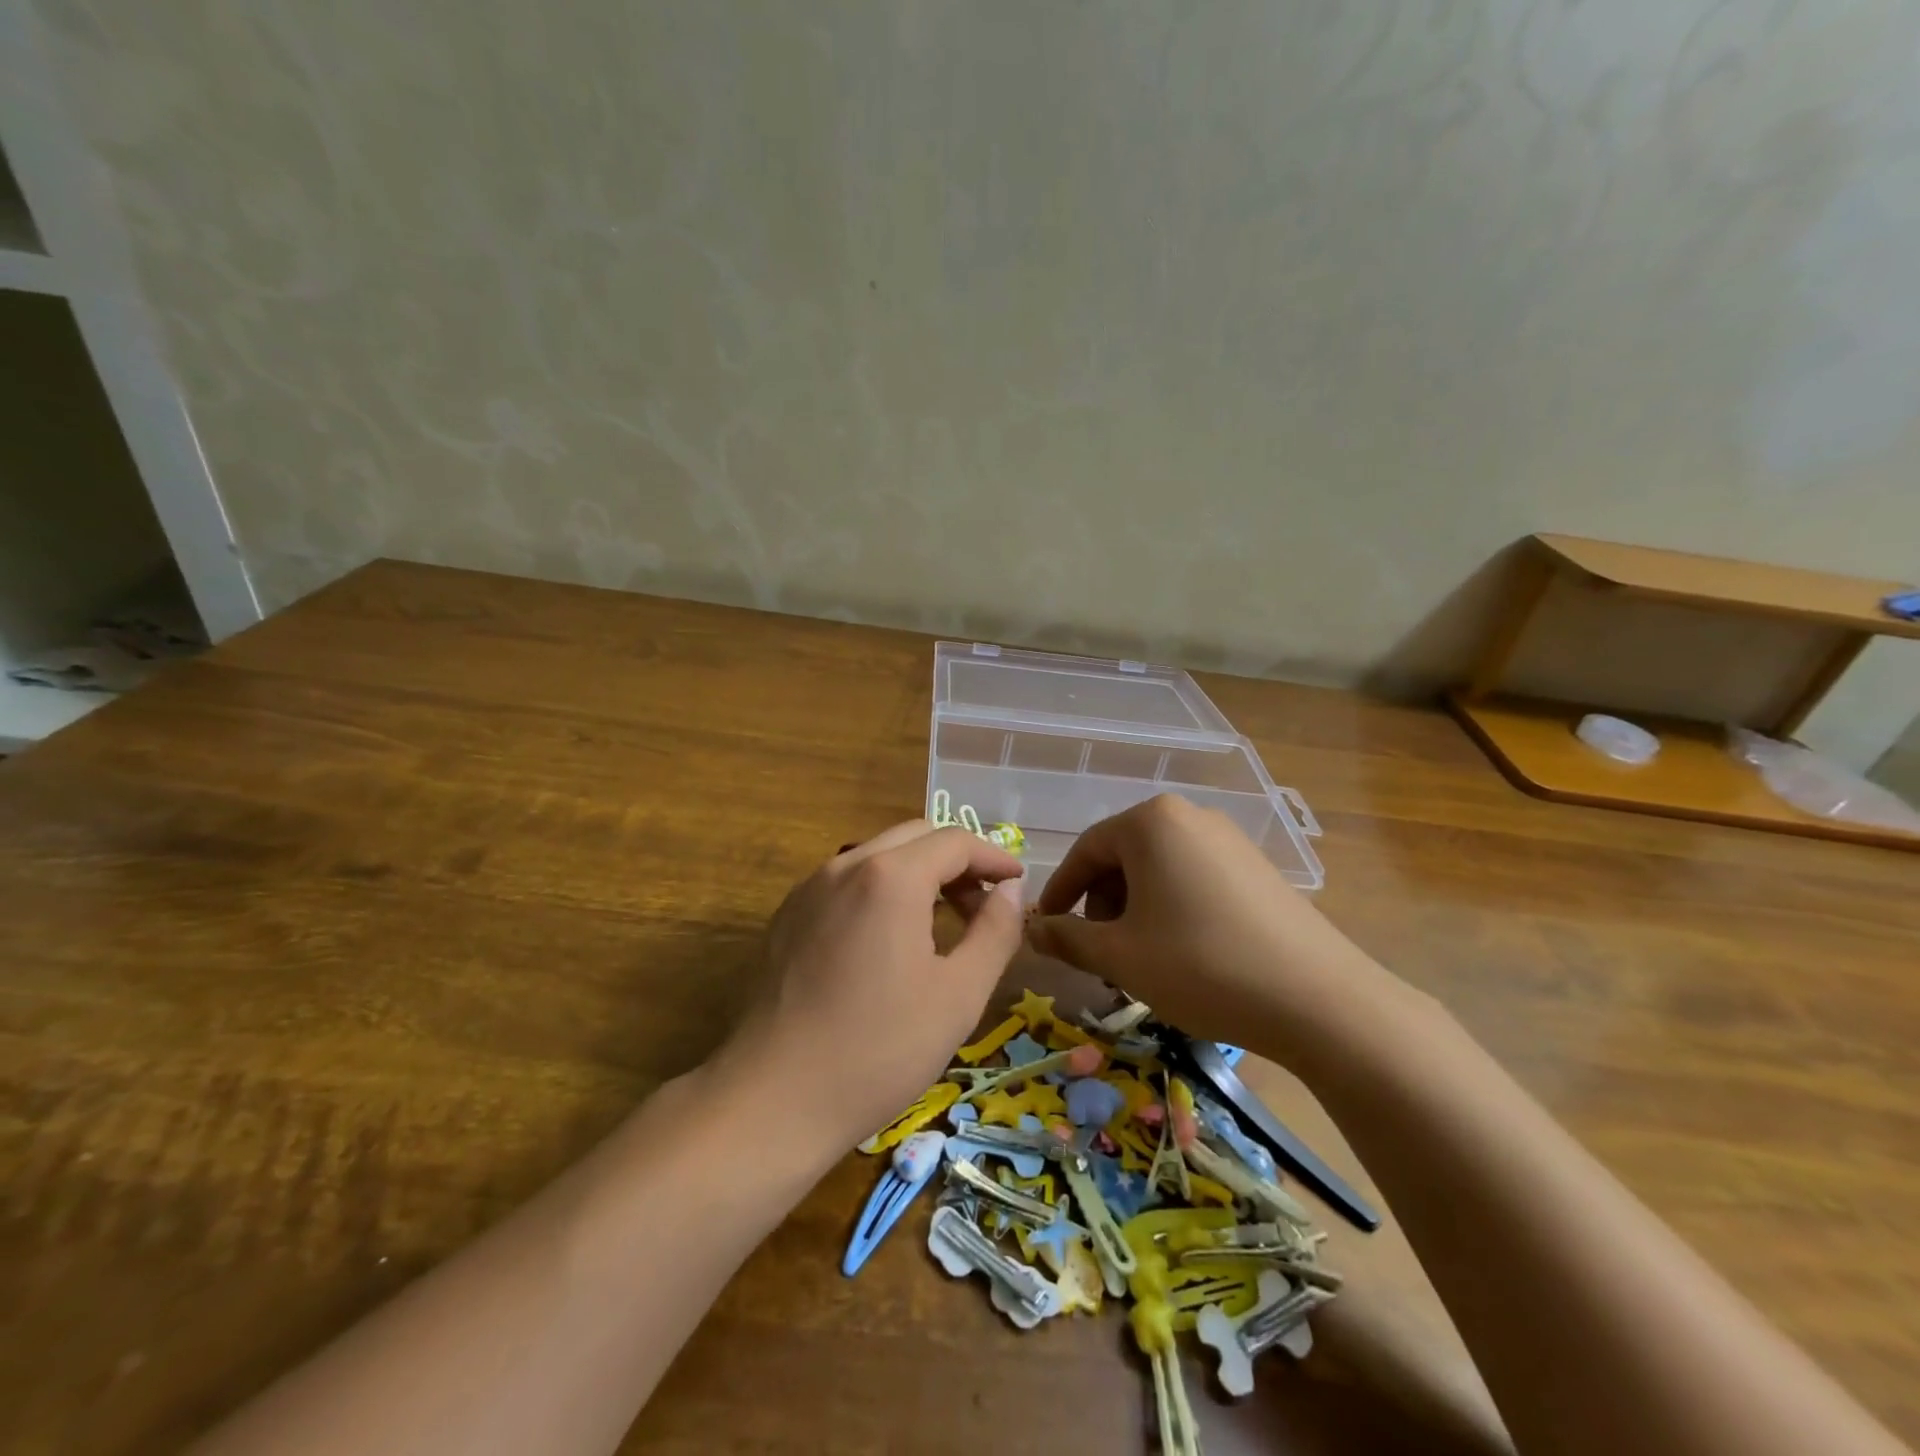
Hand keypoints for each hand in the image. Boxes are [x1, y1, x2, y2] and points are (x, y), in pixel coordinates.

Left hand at [721, 820, 1026, 1152]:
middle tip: (983, 904)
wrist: (773, 1098)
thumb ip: (995, 932)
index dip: (994, 857)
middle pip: (915, 837)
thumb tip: (1011, 891)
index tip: (1017, 884)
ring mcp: (810, 888)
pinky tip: (889, 939)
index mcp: (891, 876)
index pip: (955, 841)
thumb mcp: (959, 995)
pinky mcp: (788, 915)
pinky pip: (846, 881)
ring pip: (878, 855)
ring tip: (943, 922)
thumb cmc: (879, 1049)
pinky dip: (881, 889)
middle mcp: (846, 865)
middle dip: (957, 860)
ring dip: (919, 873)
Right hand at [1024, 795, 1408, 1066]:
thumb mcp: (1120, 956)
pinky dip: (1172, 907)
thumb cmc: (1200, 965)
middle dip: (1101, 903)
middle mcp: (1190, 816)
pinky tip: (1182, 951)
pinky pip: (1194, 877)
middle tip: (1098, 950)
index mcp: (1150, 823)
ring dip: (1136, 908)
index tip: (1049, 928)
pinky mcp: (1257, 867)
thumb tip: (1032, 929)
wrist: (1318, 999)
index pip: (1086, 850)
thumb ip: (1068, 938)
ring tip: (1138, 957)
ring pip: (1159, 869)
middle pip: (1123, 856)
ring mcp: (1230, 839)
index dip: (1061, 892)